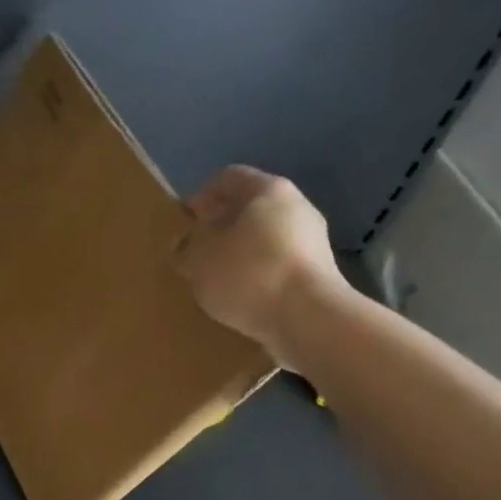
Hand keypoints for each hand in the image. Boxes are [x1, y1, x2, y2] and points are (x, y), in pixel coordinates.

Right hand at [175, 166, 349, 369]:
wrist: (310, 320)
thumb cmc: (248, 274)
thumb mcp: (199, 259)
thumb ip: (186, 247)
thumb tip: (186, 246)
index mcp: (267, 190)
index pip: (227, 178)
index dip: (200, 196)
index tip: (183, 222)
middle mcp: (296, 207)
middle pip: (249, 208)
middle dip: (220, 227)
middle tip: (195, 251)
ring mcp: (312, 242)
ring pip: (263, 239)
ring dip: (238, 254)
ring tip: (214, 279)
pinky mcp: (317, 275)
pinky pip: (276, 266)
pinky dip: (256, 276)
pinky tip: (239, 297)